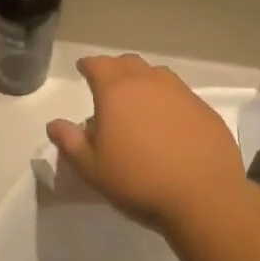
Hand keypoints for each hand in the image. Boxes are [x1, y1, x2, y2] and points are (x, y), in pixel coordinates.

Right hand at [46, 55, 243, 229]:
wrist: (205, 197)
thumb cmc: (139, 181)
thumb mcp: (93, 169)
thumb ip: (70, 142)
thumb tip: (54, 124)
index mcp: (116, 90)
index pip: (97, 64)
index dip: (88, 65)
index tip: (84, 70)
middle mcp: (149, 82)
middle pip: (128, 63)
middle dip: (115, 69)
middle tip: (109, 87)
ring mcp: (181, 93)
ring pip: (157, 75)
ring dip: (144, 81)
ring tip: (140, 103)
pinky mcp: (205, 110)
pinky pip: (181, 95)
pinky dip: (169, 101)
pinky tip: (170, 123)